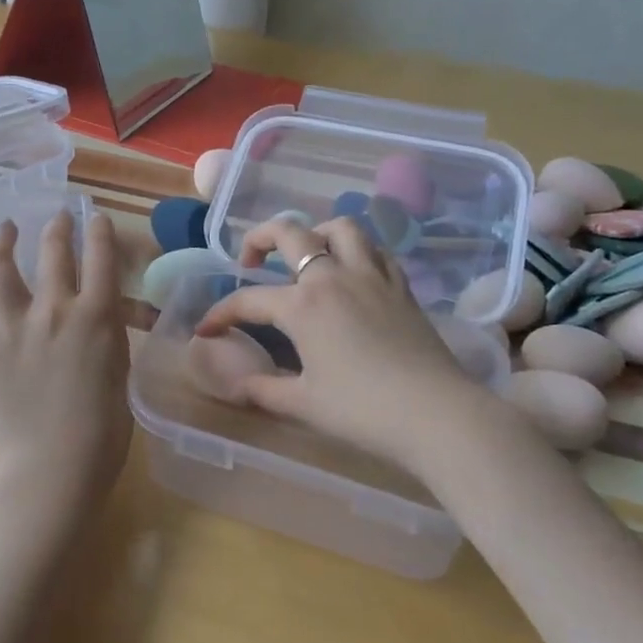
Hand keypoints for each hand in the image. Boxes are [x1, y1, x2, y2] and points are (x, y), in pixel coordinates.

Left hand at [0, 212, 130, 516]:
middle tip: (58, 219)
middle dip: (57, 227)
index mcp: (95, 316)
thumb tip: (100, 314)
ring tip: (5, 229)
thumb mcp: (121, 369)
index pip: (100, 256)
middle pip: (53, 251)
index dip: (100, 230)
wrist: (57, 467)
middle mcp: (52, 311)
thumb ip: (109, 333)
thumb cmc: (104, 428)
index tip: (96, 218)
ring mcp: (10, 330)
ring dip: (1, 241)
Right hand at [194, 216, 516, 480]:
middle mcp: (333, 277)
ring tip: (306, 254)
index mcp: (302, 305)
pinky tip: (352, 272)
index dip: (221, 313)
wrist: (436, 415)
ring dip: (315, 232)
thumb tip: (237, 385)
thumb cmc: (362, 412)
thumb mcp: (304, 404)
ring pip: (341, 228)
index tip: (206, 330)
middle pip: (290, 233)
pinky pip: (376, 251)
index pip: (248, 300)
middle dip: (260, 238)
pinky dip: (357, 251)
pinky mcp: (401, 287)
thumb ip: (264, 390)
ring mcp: (371, 277)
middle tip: (249, 259)